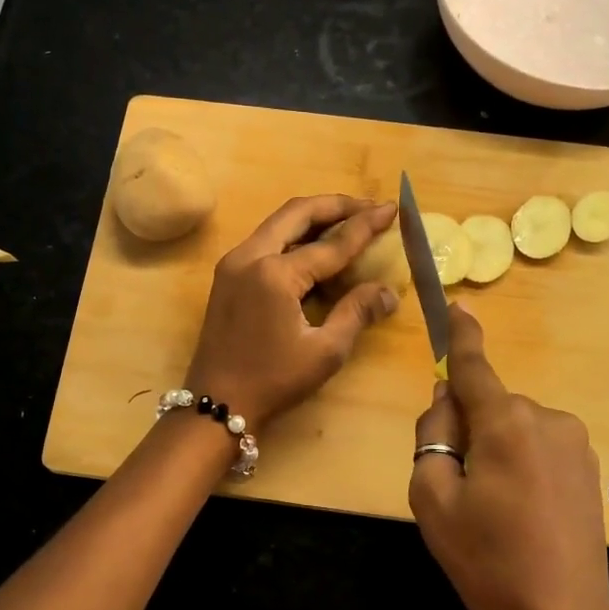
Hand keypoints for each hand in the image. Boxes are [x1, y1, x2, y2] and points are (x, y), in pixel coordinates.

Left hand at [186, 195, 399, 429]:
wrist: (216, 404)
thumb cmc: (273, 381)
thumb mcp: (325, 351)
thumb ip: (356, 312)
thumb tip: (388, 292)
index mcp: (275, 273)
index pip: (331, 243)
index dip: (365, 225)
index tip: (392, 209)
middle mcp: (250, 256)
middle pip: (297, 212)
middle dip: (336, 205)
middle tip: (369, 207)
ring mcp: (234, 263)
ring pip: (279, 222)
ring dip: (314, 217)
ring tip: (349, 220)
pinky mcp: (228, 275)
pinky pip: (266, 240)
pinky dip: (294, 235)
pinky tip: (317, 246)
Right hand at [409, 304, 608, 609]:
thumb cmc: (487, 561)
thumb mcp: (432, 498)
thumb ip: (432, 435)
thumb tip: (448, 401)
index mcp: (506, 424)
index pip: (474, 367)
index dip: (461, 336)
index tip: (456, 305)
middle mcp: (547, 419)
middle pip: (489, 405)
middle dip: (467, 428)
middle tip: (457, 487)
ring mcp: (575, 443)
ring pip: (513, 426)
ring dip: (494, 448)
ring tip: (493, 508)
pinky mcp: (589, 466)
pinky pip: (538, 445)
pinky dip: (520, 462)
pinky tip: (522, 511)